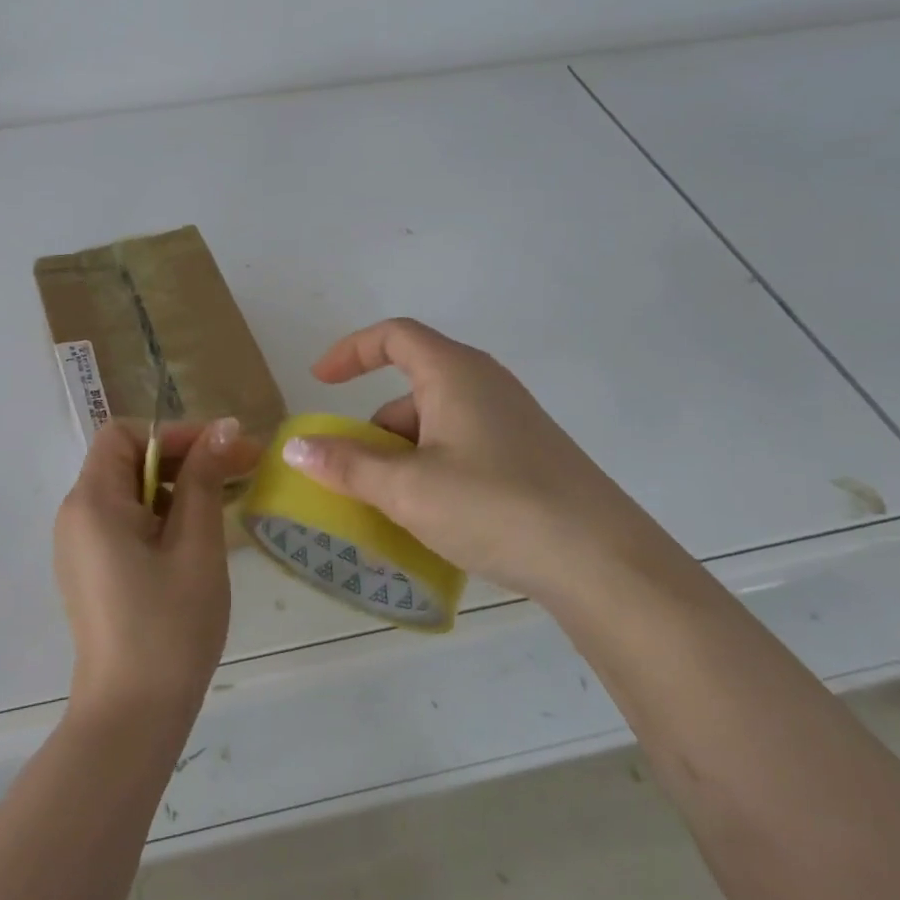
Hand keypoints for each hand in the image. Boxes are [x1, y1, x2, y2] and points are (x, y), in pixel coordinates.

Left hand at [54, 417, 257, 723]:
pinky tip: (197, 537)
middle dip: (183, 458)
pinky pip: (125, 522)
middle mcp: (76, 516)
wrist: (132, 717)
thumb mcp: (196, 544)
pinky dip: (160, 516)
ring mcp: (80, 546)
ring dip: (176, 487)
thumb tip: (224, 426)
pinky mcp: (91, 571)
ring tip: (224, 503)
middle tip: (238, 470)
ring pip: (129, 492)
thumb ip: (205, 477)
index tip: (222, 449)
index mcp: (92, 501)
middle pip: (126, 461)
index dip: (174, 434)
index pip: (124, 435)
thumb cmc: (169, 625)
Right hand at [280, 318, 657, 599]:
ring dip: (403, 454)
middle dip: (374, 427)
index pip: (393, 336)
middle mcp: (485, 384)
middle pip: (412, 387)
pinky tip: (434, 516)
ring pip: (437, 421)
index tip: (319, 382)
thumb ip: (347, 466)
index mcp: (455, 373)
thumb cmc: (495, 506)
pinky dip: (433, 468)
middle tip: (354, 473)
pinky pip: (462, 445)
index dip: (351, 351)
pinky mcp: (528, 454)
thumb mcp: (408, 489)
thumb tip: (296, 448)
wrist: (603, 562)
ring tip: (391, 507)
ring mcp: (511, 420)